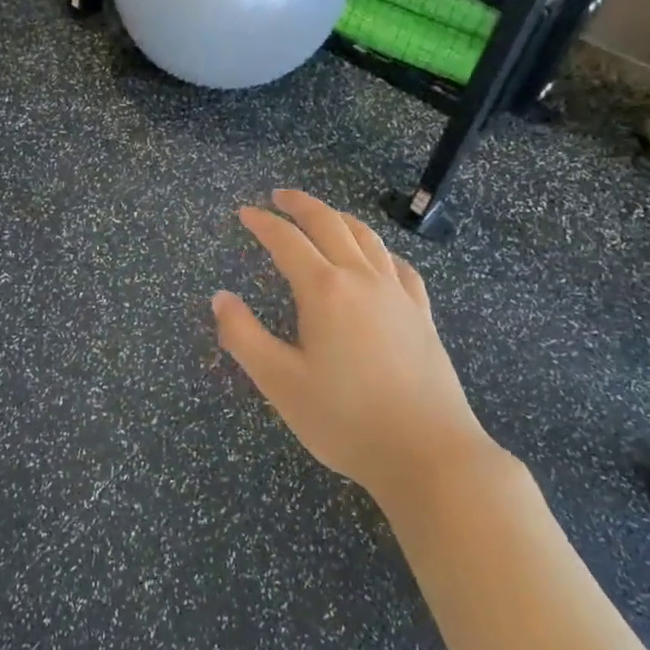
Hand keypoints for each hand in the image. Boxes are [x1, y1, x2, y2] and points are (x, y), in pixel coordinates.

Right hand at [212, 189, 498, 502]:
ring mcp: (398, 294)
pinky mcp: (422, 315)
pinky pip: (399, 266)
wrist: (428, 453)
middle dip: (301, 205)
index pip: (287, 241)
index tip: (244, 213)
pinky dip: (380, 251)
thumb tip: (220, 298)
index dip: (262, 224)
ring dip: (340, 218)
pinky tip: (378, 260)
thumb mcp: (280, 382)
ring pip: (368, 238)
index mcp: (324, 291)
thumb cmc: (345, 419)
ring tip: (323, 216)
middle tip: (279, 196)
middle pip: (330, 224)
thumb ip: (243, 336)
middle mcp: (362, 279)